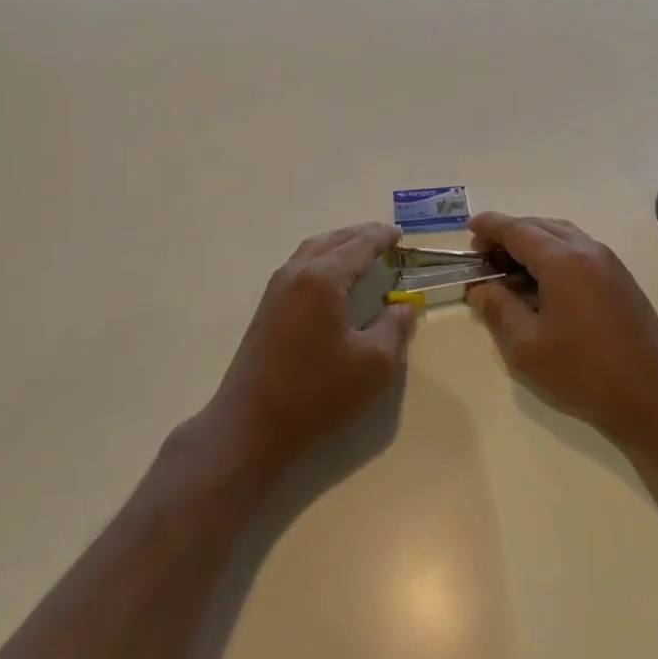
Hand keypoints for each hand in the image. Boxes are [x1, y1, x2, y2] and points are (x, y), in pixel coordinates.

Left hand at [207, 222, 417, 469]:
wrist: (251, 424)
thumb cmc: (317, 392)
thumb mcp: (372, 364)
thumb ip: (394, 328)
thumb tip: (405, 306)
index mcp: (323, 277)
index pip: (359, 245)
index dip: (382, 237)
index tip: (400, 234)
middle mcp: (297, 272)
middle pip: (333, 240)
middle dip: (360, 235)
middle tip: (385, 237)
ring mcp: (277, 288)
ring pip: (312, 250)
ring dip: (338, 244)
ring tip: (360, 250)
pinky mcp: (267, 307)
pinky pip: (299, 266)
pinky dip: (321, 259)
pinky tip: (331, 278)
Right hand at [466, 213, 657, 440]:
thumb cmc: (586, 372)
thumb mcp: (527, 348)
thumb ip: (499, 310)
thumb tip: (481, 288)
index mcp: (562, 260)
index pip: (517, 229)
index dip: (490, 226)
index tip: (468, 230)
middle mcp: (586, 249)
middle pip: (539, 225)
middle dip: (508, 234)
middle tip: (484, 256)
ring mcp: (608, 261)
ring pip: (560, 234)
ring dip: (532, 241)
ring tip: (509, 268)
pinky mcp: (620, 277)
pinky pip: (578, 248)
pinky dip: (553, 252)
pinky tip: (542, 281)